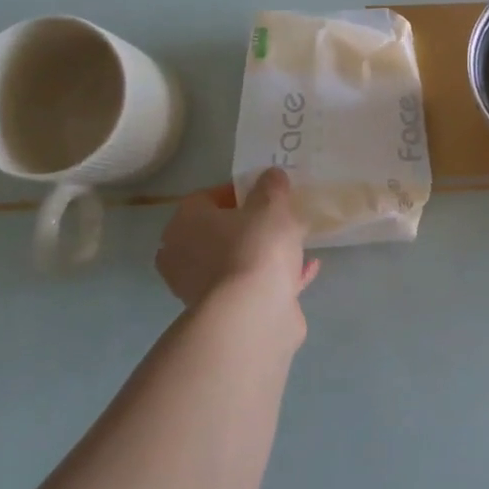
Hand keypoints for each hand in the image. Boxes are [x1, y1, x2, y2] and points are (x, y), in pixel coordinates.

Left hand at [156, 170, 318, 346]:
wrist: (252, 313)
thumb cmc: (256, 248)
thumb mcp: (272, 206)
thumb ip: (272, 187)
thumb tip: (271, 175)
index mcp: (185, 223)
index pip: (205, 198)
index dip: (237, 192)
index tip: (266, 193)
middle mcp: (183, 254)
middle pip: (217, 231)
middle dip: (247, 226)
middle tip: (278, 220)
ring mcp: (200, 287)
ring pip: (234, 260)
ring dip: (261, 253)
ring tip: (295, 246)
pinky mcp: (222, 312)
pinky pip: (250, 285)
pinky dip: (274, 277)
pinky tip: (305, 270)